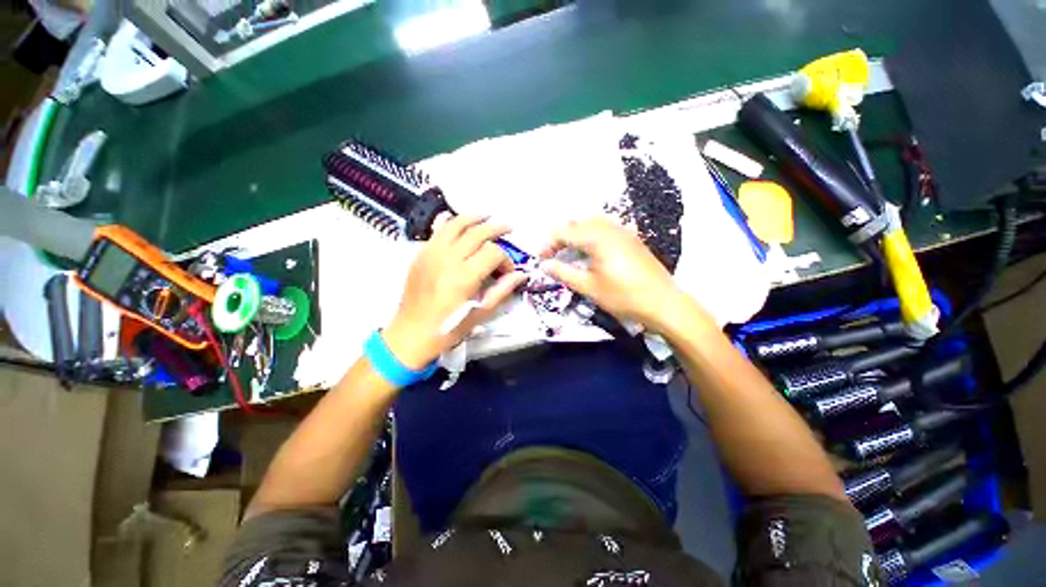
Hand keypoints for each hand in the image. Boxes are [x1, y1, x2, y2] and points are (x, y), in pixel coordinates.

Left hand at [383, 215, 527, 369]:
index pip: (493, 253)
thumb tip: (521, 275)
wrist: (412, 333)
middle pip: (477, 233)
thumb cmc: (449, 328)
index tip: (507, 272)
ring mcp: (431, 253)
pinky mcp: (421, 254)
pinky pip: (437, 231)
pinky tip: (459, 221)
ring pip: (456, 224)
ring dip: (474, 218)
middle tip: (509, 228)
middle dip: (497, 229)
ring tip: (487, 216)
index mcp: (464, 276)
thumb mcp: (480, 313)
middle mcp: (448, 259)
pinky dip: (451, 222)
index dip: (506, 260)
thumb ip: (502, 290)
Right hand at [540, 217, 682, 328]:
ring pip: (593, 222)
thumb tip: (544, 265)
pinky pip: (607, 227)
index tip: (541, 258)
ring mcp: (624, 231)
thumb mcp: (589, 287)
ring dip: (577, 233)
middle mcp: (610, 228)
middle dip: (562, 236)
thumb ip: (564, 273)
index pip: (564, 232)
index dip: (549, 243)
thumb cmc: (623, 296)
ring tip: (571, 251)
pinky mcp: (632, 238)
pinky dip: (593, 233)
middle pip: (578, 223)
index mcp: (597, 238)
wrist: (663, 302)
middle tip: (554, 254)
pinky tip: (593, 250)